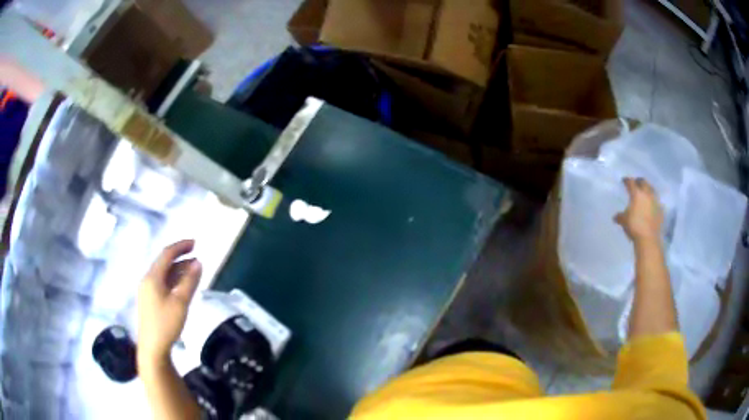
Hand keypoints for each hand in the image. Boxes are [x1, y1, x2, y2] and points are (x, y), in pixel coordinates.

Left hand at [138, 240, 201, 369]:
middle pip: (164, 263)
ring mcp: (147, 291)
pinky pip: (162, 283)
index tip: (195, 243)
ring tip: (193, 271)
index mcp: (153, 277)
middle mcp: (148, 280)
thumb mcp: (181, 303)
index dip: (181, 246)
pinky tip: (182, 286)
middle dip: (180, 258)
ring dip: (178, 270)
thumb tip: (198, 262)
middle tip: (197, 257)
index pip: (167, 254)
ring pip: (164, 274)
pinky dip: (174, 280)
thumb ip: (190, 281)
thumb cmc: (166, 324)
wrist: (152, 348)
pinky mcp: (149, 300)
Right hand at [615, 177, 663, 242]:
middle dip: (639, 181)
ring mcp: (655, 201)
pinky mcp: (660, 209)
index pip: (631, 182)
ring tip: (645, 192)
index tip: (624, 181)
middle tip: (636, 183)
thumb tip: (615, 217)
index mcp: (636, 194)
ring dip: (648, 189)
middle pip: (643, 182)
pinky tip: (651, 204)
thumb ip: (620, 216)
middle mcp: (647, 194)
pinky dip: (653, 200)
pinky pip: (657, 201)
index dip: (627, 180)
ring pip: (652, 189)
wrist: (649, 238)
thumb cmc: (634, 227)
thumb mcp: (624, 221)